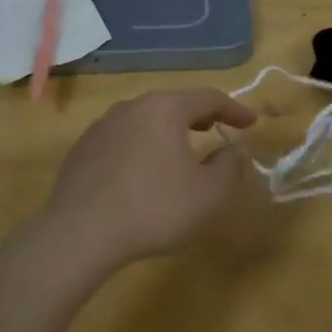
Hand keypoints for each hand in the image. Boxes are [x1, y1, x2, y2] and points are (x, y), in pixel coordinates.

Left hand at [43, 89, 258, 271]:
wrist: (80, 234)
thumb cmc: (155, 208)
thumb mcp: (209, 193)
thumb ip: (230, 166)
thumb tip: (234, 150)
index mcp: (164, 109)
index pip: (208, 98)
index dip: (234, 109)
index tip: (251, 123)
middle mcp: (131, 108)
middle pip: (173, 104)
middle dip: (199, 116)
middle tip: (216, 128)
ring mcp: (101, 128)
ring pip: (144, 121)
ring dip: (167, 132)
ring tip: (180, 150)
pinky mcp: (81, 152)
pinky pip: (122, 142)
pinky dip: (141, 149)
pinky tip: (142, 174)